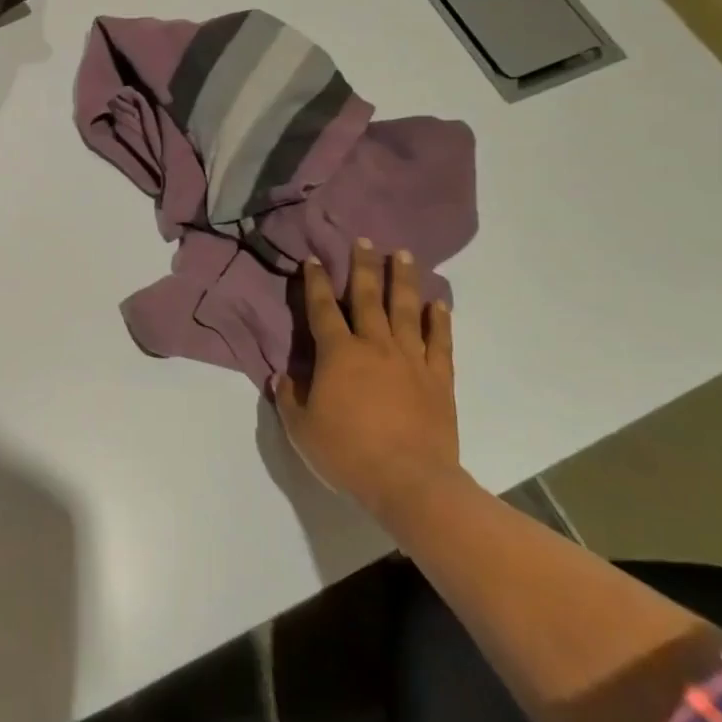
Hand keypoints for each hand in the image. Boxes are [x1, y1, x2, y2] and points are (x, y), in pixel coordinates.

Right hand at [272, 240, 460, 521]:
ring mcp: (411, 360)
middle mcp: (374, 346)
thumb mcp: (301, 429)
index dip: (316, 282)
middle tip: (364, 239)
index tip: (313, 259)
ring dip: (403, 280)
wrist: (410, 482)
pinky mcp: (438, 379)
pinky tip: (439, 303)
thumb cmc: (348, 453)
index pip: (323, 308)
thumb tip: (282, 376)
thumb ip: (289, 397)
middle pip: (368, 297)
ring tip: (403, 255)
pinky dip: (438, 320)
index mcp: (338, 354)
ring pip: (405, 310)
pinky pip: (439, 342)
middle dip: (363, 266)